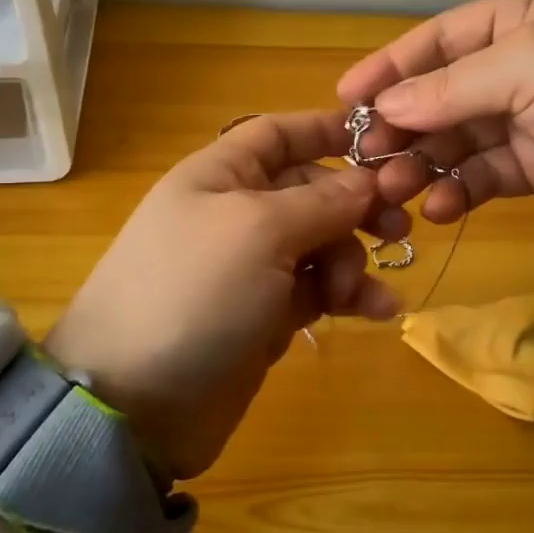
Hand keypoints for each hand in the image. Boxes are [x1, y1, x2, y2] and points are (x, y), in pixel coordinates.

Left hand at [45, 110, 407, 479]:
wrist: (135, 401)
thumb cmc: (194, 291)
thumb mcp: (259, 231)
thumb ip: (320, 202)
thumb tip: (367, 181)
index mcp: (221, 176)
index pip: (279, 135)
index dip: (326, 131)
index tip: (383, 142)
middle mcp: (236, 214)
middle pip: (311, 191)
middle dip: (354, 206)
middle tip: (398, 229)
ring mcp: (251, 268)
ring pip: (321, 244)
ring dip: (353, 260)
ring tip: (360, 292)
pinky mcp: (265, 316)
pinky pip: (319, 292)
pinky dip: (350, 297)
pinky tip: (380, 311)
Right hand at [336, 0, 533, 237]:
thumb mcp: (529, 67)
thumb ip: (451, 87)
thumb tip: (386, 105)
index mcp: (528, 16)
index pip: (443, 36)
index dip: (392, 64)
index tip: (345, 97)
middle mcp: (529, 61)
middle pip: (446, 91)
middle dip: (405, 123)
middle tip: (363, 156)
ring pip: (461, 137)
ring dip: (425, 162)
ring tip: (393, 190)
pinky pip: (488, 174)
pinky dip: (460, 189)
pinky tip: (438, 207)